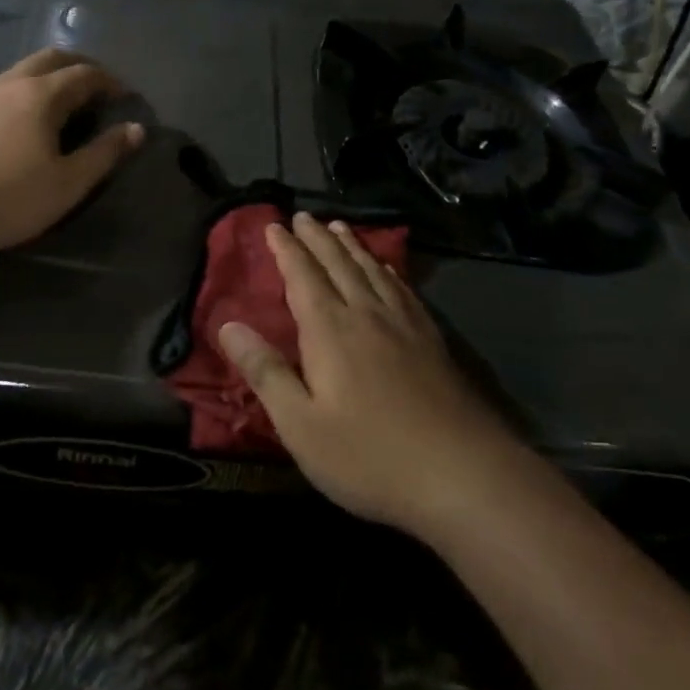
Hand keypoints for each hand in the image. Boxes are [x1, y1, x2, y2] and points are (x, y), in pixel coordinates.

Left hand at [0, 48, 143, 258]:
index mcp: (42, 95)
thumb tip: (136, 129)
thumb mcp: (67, 184)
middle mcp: (10, 82)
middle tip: (99, 89)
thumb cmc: (4, 199)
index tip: (127, 97)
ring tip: (64, 103)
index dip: (112, 82)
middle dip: (82, 66)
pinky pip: (2, 86)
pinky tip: (22, 121)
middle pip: (53, 58)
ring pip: (23, 69)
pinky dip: (25, 90)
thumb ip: (105, 154)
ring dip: (51, 76)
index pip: (86, 74)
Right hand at [219, 213, 529, 541]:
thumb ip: (265, 372)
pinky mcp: (431, 340)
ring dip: (352, 246)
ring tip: (339, 227)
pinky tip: (388, 269)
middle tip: (302, 216)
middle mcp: (366, 314)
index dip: (286, 250)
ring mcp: (404, 324)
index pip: (303, 276)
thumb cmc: (369, 455)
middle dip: (317, 239)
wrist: (461, 473)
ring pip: (372, 270)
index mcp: (330, 330)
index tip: (274, 225)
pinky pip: (403, 290)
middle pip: (338, 264)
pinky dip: (388, 271)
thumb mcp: (301, 425)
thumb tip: (228, 325)